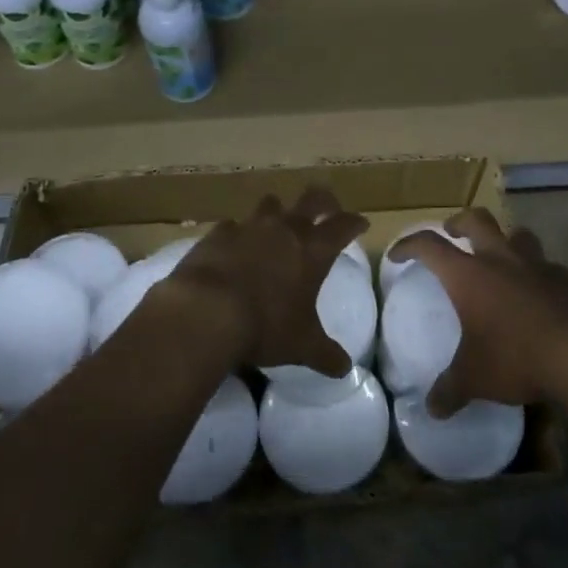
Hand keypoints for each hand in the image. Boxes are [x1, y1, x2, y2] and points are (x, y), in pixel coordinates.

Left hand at [168, 188, 367, 374]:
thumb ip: (325, 354)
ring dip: (278, 212)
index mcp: (313, 250)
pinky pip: (233, 225)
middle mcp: (285, 229)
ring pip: (271, 204)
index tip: (361, 224)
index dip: (355, 223)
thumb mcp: (301, 346)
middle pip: (312, 198)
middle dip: (324, 200)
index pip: (344, 225)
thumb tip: (345, 369)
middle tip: (327, 209)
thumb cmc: (265, 326)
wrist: (206, 311)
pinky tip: (234, 247)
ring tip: (277, 225)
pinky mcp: (218, 233)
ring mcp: (250, 226)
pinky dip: (238, 233)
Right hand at [391, 209, 567, 415]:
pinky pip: (547, 266)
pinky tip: (539, 296)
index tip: (399, 254)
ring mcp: (538, 265)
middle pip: (476, 220)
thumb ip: (451, 390)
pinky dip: (537, 273)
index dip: (410, 245)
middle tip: (452, 233)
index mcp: (469, 275)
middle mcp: (501, 259)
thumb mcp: (476, 378)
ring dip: (505, 241)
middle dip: (459, 222)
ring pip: (517, 235)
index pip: (430, 246)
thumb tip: (431, 409)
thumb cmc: (518, 357)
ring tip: (501, 258)